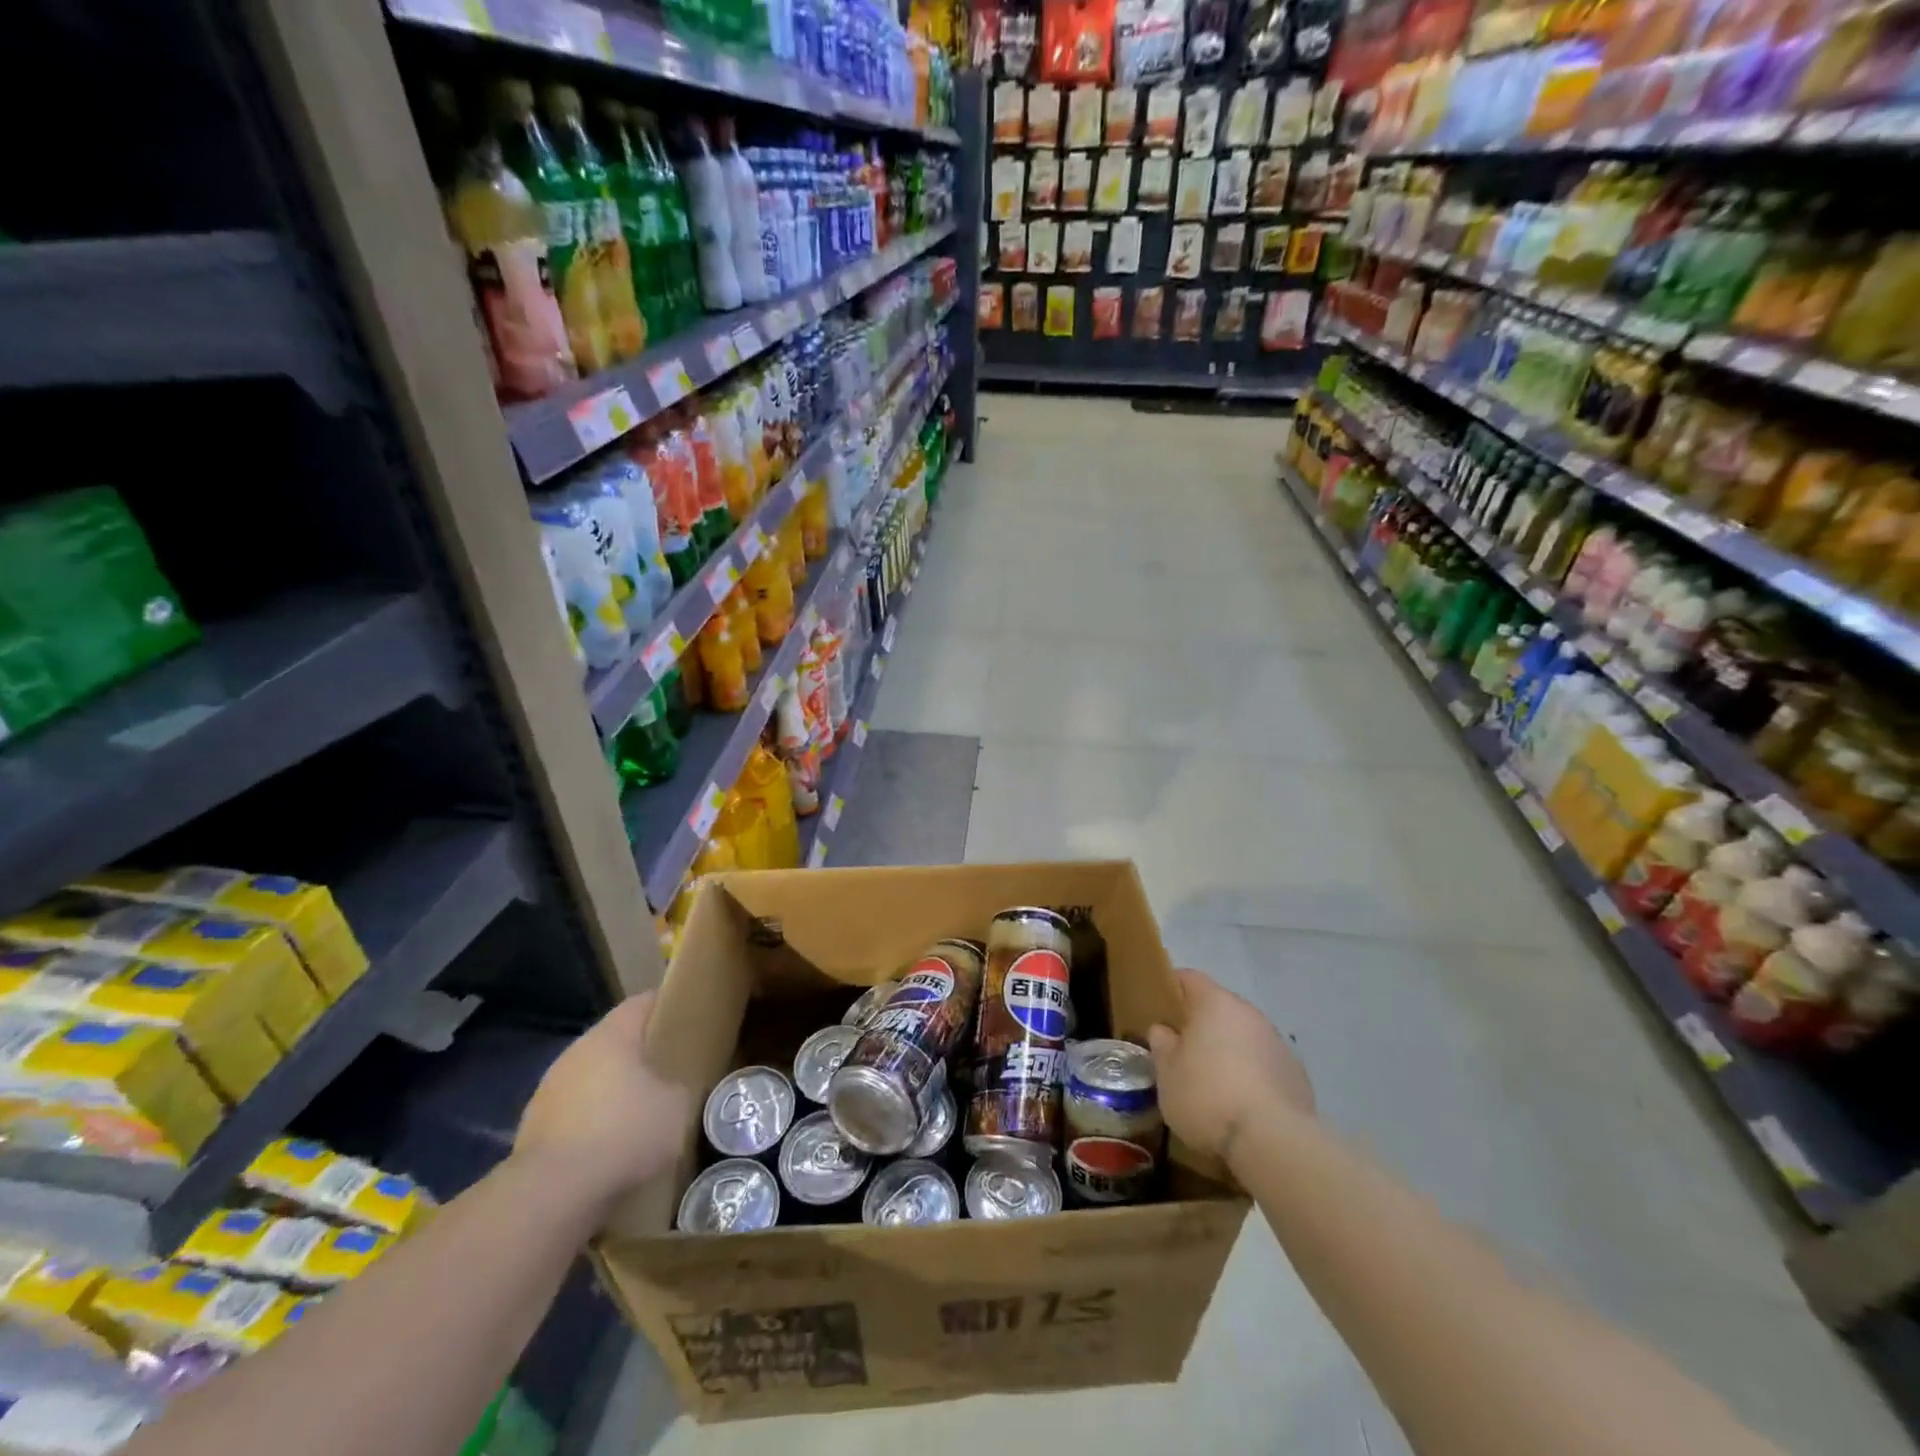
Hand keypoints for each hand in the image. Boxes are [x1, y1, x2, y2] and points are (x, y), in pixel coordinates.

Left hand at [514, 992, 690, 1207]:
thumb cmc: (623, 1134)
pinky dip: (592, 1123)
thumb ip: (679, 1088)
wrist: (552, 1194)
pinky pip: (574, 1113)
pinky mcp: (533, 1129)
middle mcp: (576, 1053)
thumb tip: (673, 1089)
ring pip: (592, 1078)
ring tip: (640, 1112)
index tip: (686, 1015)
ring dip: (613, 1090)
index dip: (666, 1004)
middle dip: (640, 1052)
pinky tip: (610, 1147)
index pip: (642, 1003)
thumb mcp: (676, 1108)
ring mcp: (549, 1091)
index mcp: (611, 1036)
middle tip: (668, 1067)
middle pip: (614, 1041)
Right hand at [1148, 969, 1312, 1164]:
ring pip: (1245, 1037)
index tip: (1159, 1008)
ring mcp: (1278, 1043)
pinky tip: (1242, 1104)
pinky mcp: (1297, 1075)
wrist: (1274, 1141)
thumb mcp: (1167, 1074)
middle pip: (1220, 1008)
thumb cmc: (1207, 1097)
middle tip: (1183, 1050)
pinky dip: (1252, 1075)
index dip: (1172, 988)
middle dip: (1202, 1024)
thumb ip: (1163, 1045)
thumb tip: (1163, 1030)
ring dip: (1229, 1050)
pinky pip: (1265, 1065)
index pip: (1190, 978)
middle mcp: (1250, 1014)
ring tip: (1213, 1082)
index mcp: (1215, 1003)